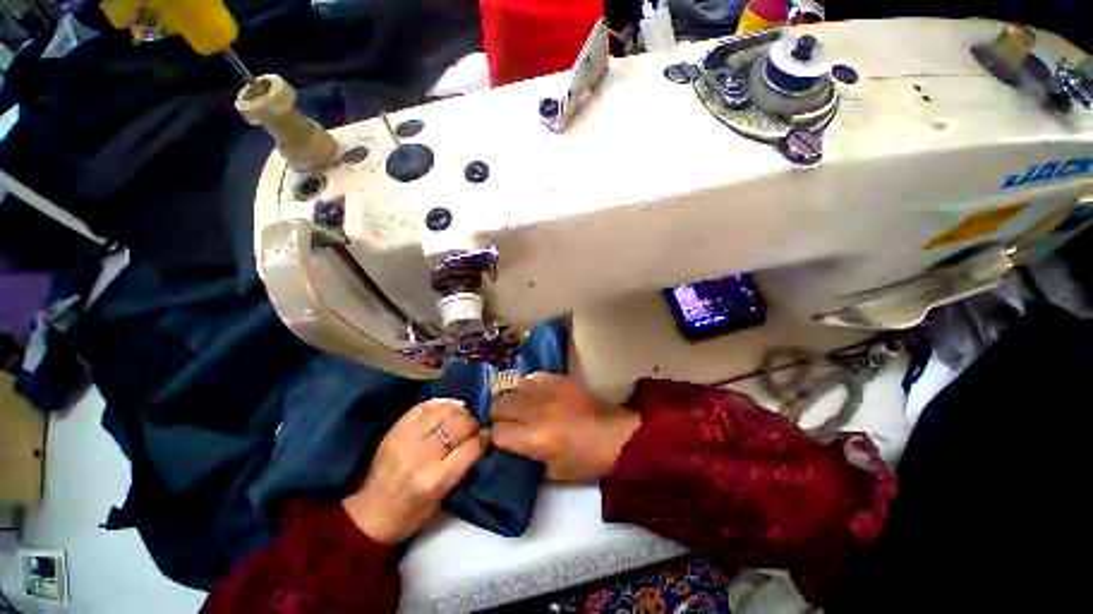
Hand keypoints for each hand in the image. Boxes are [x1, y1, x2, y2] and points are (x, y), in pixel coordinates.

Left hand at [343, 399, 486, 543]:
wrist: (368, 515)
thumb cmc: (410, 515)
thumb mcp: (443, 501)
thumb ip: (463, 468)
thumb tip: (481, 440)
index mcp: (436, 481)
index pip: (471, 447)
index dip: (484, 438)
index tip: (488, 435)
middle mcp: (422, 456)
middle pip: (459, 424)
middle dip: (472, 423)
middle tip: (474, 428)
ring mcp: (406, 439)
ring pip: (443, 410)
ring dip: (458, 411)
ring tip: (460, 416)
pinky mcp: (394, 430)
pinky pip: (423, 406)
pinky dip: (439, 404)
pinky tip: (445, 409)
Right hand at [490, 374, 639, 481]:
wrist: (618, 434)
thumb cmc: (588, 460)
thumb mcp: (554, 473)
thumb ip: (527, 460)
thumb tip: (510, 448)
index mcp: (535, 438)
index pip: (497, 433)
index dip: (498, 439)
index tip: (504, 441)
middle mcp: (537, 409)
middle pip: (499, 405)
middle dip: (501, 416)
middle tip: (511, 423)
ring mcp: (548, 389)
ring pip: (512, 388)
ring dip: (513, 400)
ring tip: (524, 407)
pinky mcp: (559, 378)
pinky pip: (532, 377)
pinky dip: (530, 387)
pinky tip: (538, 395)